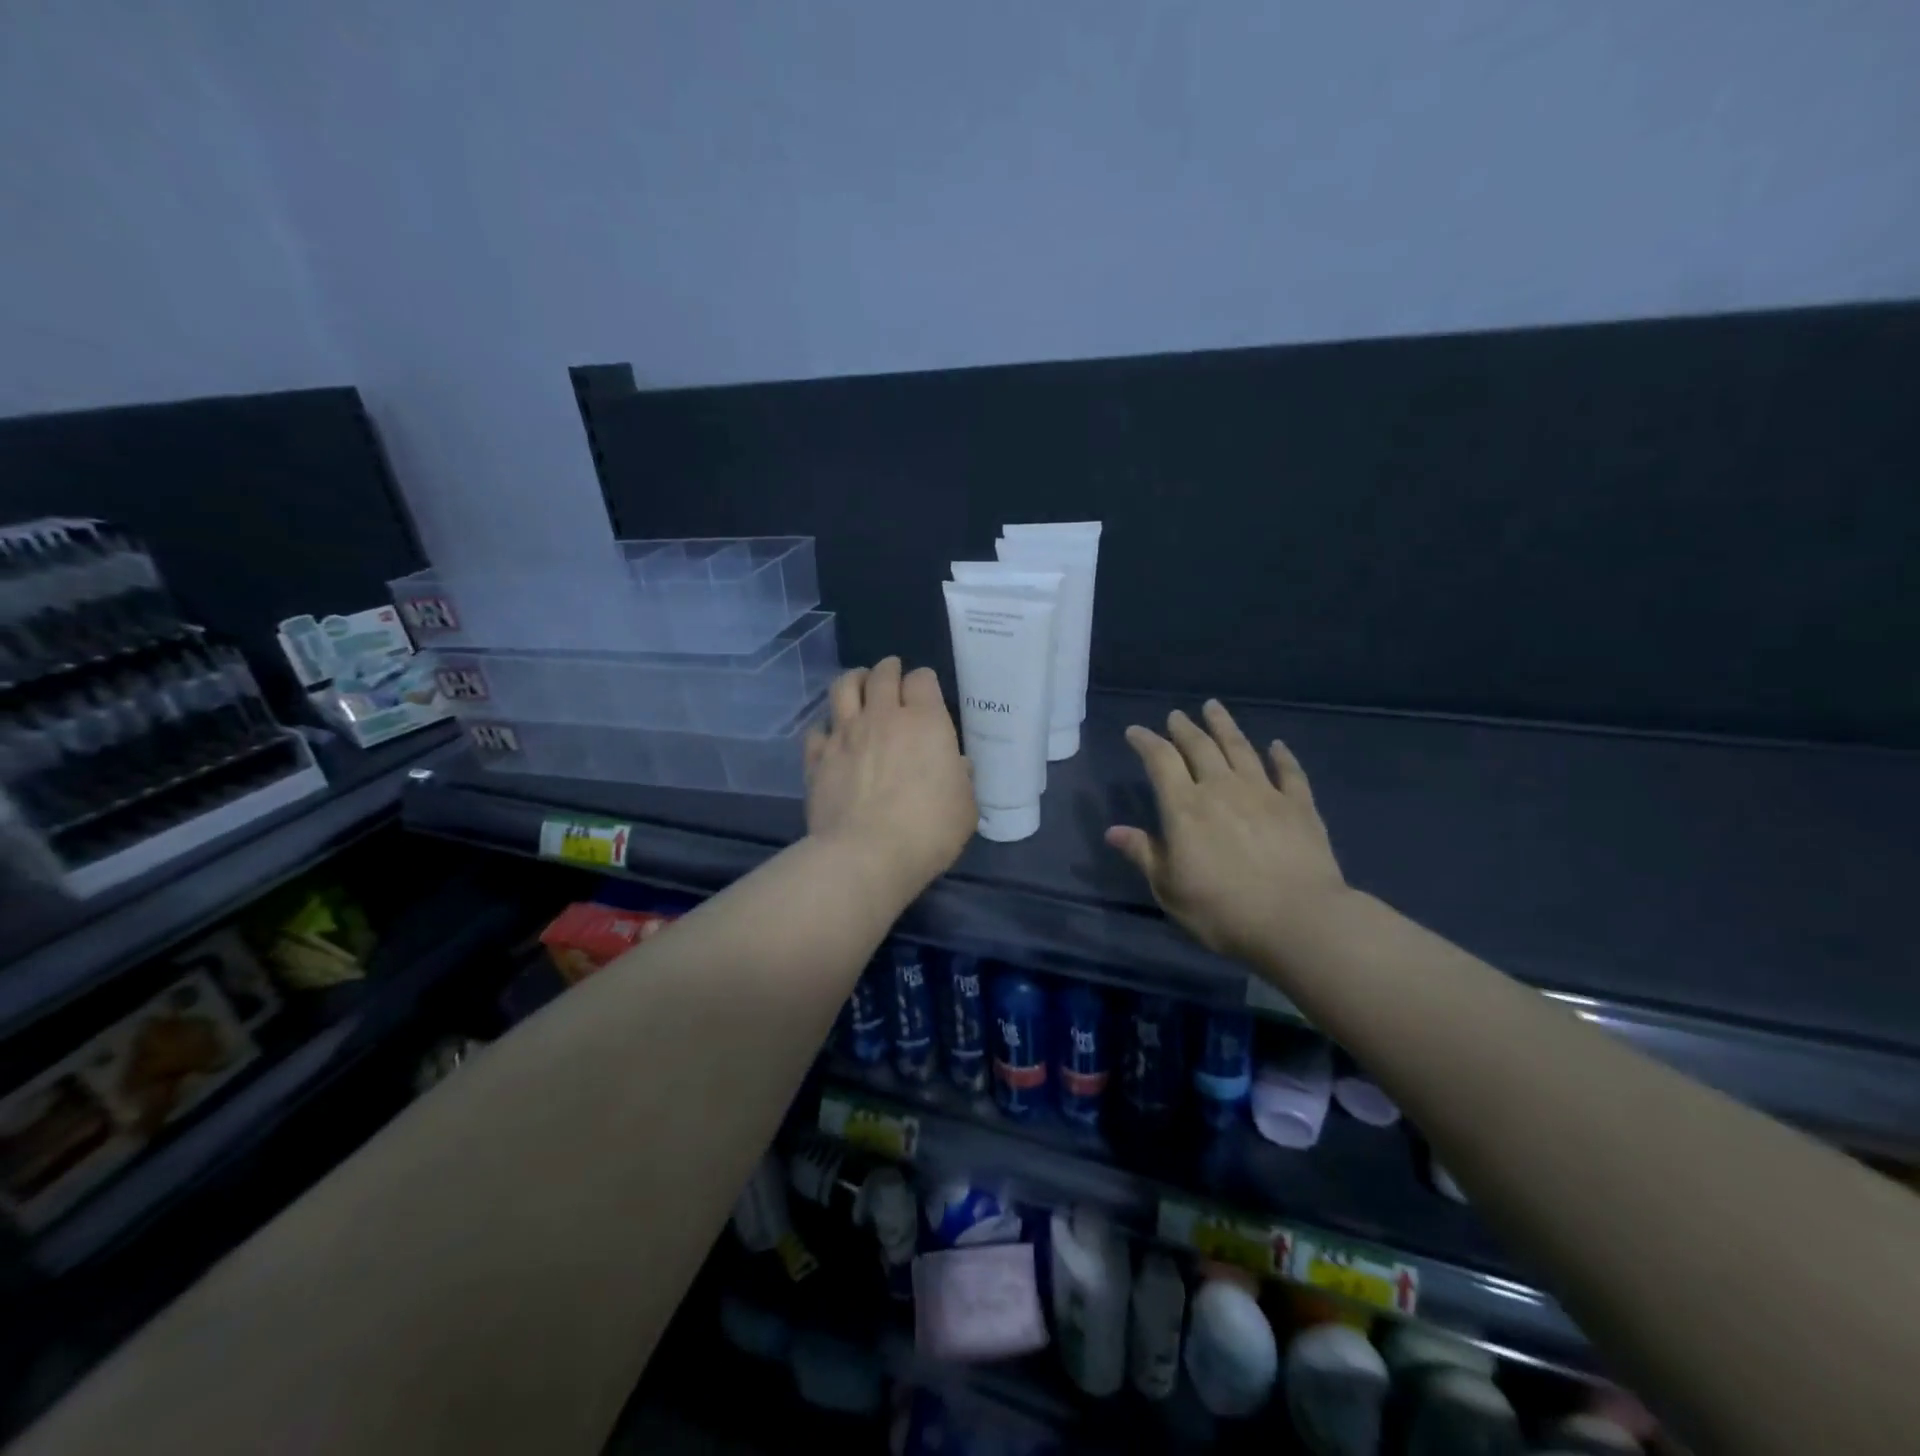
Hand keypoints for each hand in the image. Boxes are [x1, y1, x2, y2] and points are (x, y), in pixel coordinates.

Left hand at [805, 657, 975, 899]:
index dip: (924, 682)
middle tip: (891, 674)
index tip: (925, 691)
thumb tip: (956, 766)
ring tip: (858, 684)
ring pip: (843, 687)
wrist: (866, 854)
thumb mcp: (965, 807)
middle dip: (889, 669)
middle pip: (882, 674)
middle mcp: (882, 717)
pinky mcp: (817, 758)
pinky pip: (816, 729)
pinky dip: (825, 727)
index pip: (922, 680)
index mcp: (925, 722)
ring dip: (853, 680)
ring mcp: (845, 735)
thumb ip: (961, 779)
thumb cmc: (929, 830)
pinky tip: (830, 735)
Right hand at [1106, 700, 1347, 966]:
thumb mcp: (1169, 888)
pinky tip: (1277, 746)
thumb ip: (1143, 854)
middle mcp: (1222, 789)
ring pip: (1240, 749)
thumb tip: (1113, 831)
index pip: (1160, 761)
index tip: (1135, 731)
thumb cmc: (1222, 910)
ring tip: (1214, 708)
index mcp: (1185, 808)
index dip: (1146, 742)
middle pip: (1200, 747)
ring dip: (1225, 727)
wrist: (1298, 921)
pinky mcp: (1300, 807)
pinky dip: (1282, 756)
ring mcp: (1264, 793)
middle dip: (1184, 728)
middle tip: (1176, 715)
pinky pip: (1289, 772)